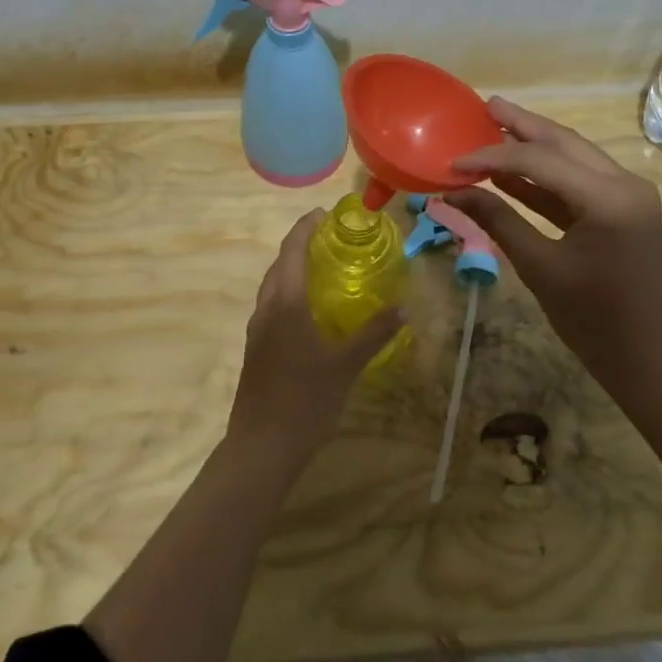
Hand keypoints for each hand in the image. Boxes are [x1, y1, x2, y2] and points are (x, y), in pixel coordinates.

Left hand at [225, 209, 404, 468]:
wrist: (261, 447)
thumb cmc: (305, 401)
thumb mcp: (346, 365)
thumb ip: (375, 333)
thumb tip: (404, 307)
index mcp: (285, 303)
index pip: (292, 250)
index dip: (305, 227)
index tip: (323, 214)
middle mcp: (266, 309)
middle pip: (279, 265)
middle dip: (300, 245)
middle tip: (330, 238)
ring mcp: (257, 330)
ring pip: (272, 287)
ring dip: (292, 269)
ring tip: (322, 268)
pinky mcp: (256, 350)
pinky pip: (272, 306)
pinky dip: (289, 293)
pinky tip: (309, 312)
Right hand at [448, 97, 661, 389]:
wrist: (649, 359)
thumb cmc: (593, 321)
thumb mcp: (540, 268)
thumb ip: (498, 221)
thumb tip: (453, 193)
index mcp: (608, 198)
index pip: (539, 161)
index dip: (491, 157)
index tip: (452, 162)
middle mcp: (624, 184)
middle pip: (563, 143)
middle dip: (522, 125)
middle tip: (484, 105)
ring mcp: (627, 195)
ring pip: (573, 157)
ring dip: (534, 145)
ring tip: (495, 125)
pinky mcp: (623, 210)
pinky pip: (578, 182)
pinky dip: (546, 177)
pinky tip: (512, 173)